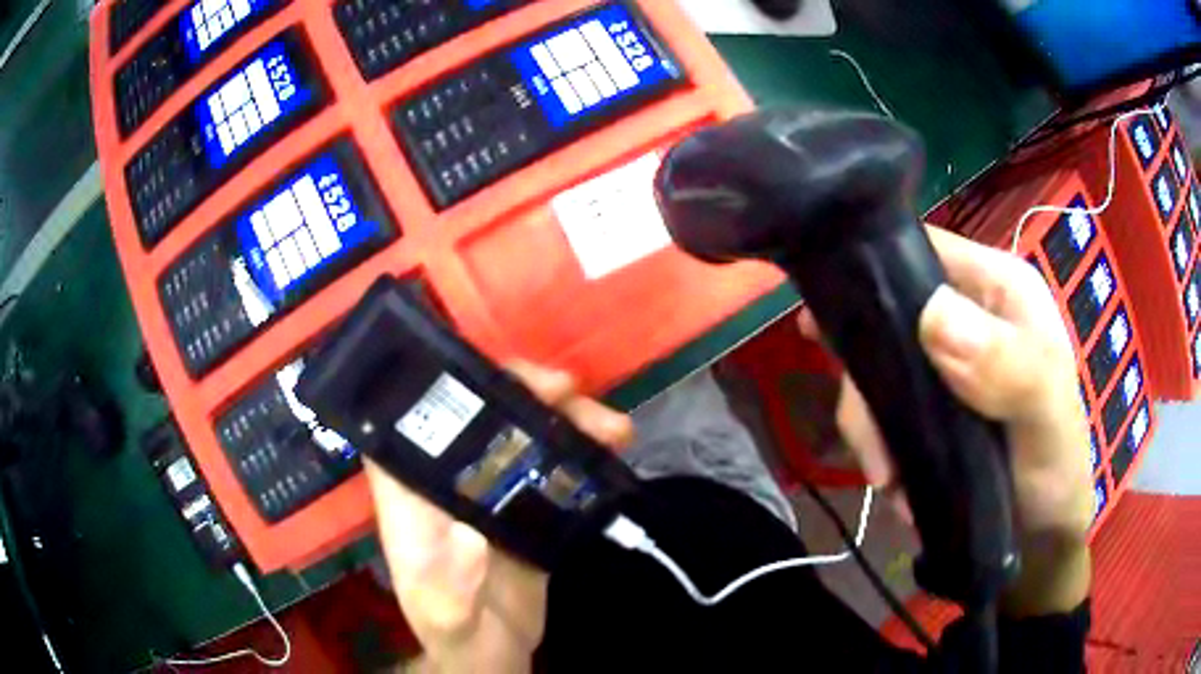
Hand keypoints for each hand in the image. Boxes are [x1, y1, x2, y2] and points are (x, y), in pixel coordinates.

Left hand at [367, 361, 634, 672]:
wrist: (495, 653)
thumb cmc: (454, 631)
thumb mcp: (444, 615)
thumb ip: (450, 585)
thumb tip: (472, 534)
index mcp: (413, 495)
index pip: (409, 422)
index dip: (437, 385)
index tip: (486, 374)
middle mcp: (449, 481)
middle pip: (476, 415)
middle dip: (520, 391)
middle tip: (566, 389)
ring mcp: (492, 490)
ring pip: (521, 433)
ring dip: (564, 418)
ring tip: (613, 426)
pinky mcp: (528, 505)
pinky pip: (554, 463)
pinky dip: (584, 450)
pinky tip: (615, 447)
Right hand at [800, 226, 1092, 616]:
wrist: (1039, 534)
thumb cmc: (1056, 466)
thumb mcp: (1044, 413)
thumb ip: (1007, 364)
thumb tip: (931, 317)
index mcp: (998, 288)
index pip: (922, 251)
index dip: (873, 276)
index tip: (827, 330)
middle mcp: (968, 314)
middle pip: (887, 317)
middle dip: (868, 380)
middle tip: (871, 447)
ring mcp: (945, 361)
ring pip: (878, 369)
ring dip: (872, 426)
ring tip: (889, 480)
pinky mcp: (929, 404)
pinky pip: (882, 410)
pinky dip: (878, 445)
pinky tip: (895, 482)